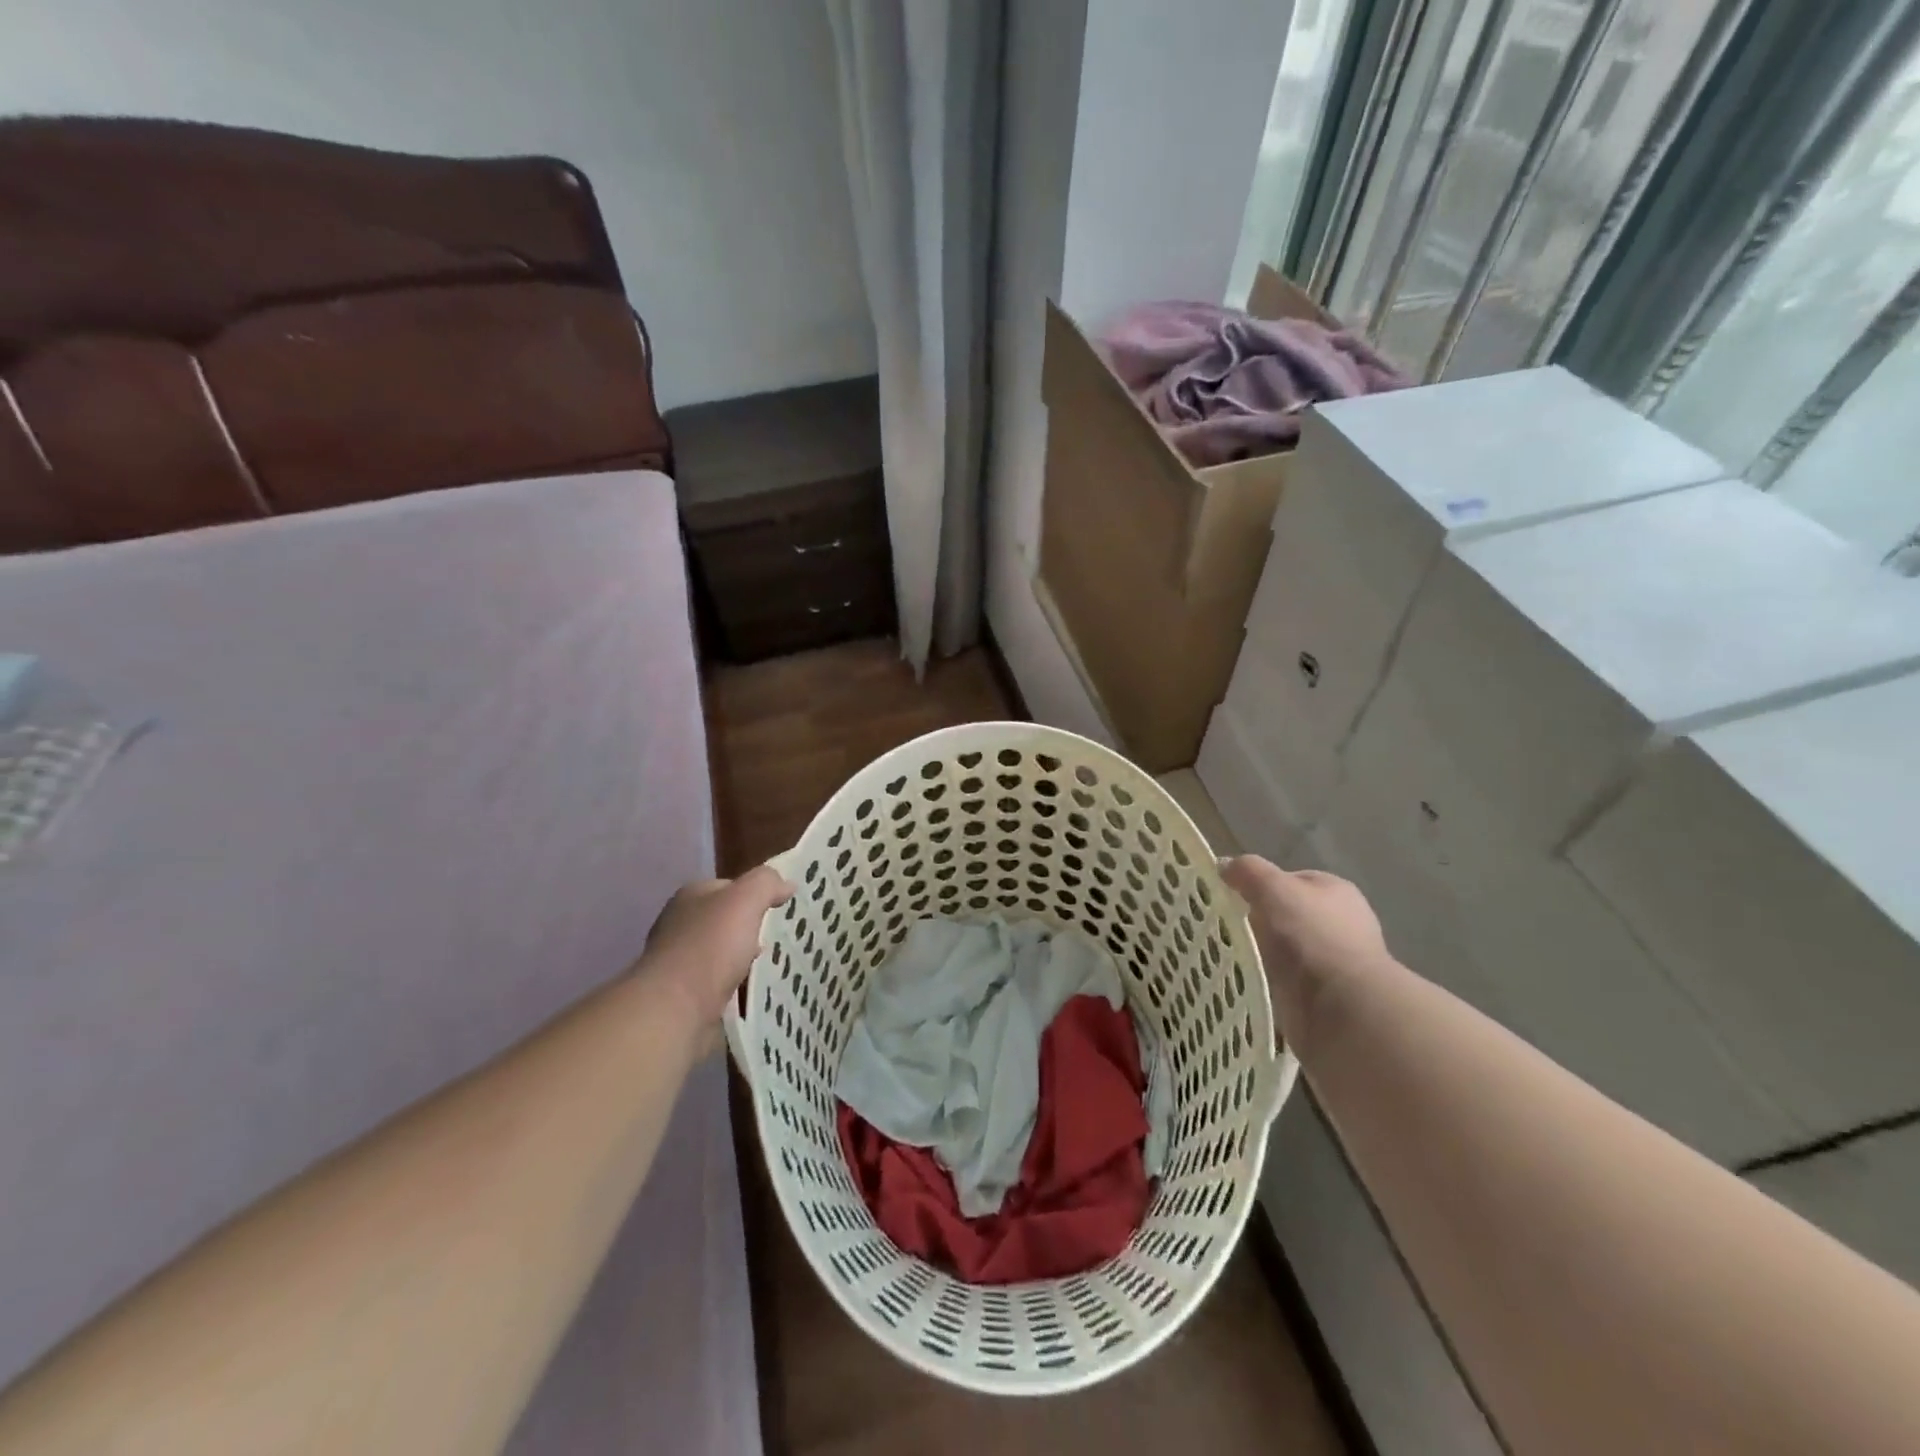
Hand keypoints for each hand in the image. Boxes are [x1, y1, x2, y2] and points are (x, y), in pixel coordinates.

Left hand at [640, 866, 793, 1041]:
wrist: (675, 1009)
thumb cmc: (710, 947)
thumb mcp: (746, 900)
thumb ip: (766, 884)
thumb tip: (786, 884)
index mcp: (690, 896)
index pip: (728, 887)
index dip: (754, 894)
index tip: (778, 909)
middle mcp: (679, 924)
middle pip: (723, 919)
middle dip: (748, 928)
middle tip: (776, 938)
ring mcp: (677, 960)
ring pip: (720, 951)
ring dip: (741, 957)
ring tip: (768, 965)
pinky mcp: (681, 993)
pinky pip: (715, 981)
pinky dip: (732, 983)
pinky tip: (748, 989)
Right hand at [1220, 856, 1389, 1036]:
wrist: (1341, 1008)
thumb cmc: (1310, 936)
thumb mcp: (1273, 887)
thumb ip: (1248, 871)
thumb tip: (1225, 866)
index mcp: (1336, 891)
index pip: (1292, 879)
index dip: (1261, 885)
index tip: (1232, 898)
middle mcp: (1341, 924)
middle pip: (1287, 915)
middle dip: (1259, 922)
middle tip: (1226, 928)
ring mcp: (1335, 962)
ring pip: (1285, 950)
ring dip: (1263, 955)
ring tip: (1232, 957)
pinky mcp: (1326, 997)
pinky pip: (1287, 982)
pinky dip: (1269, 982)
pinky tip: (1250, 983)